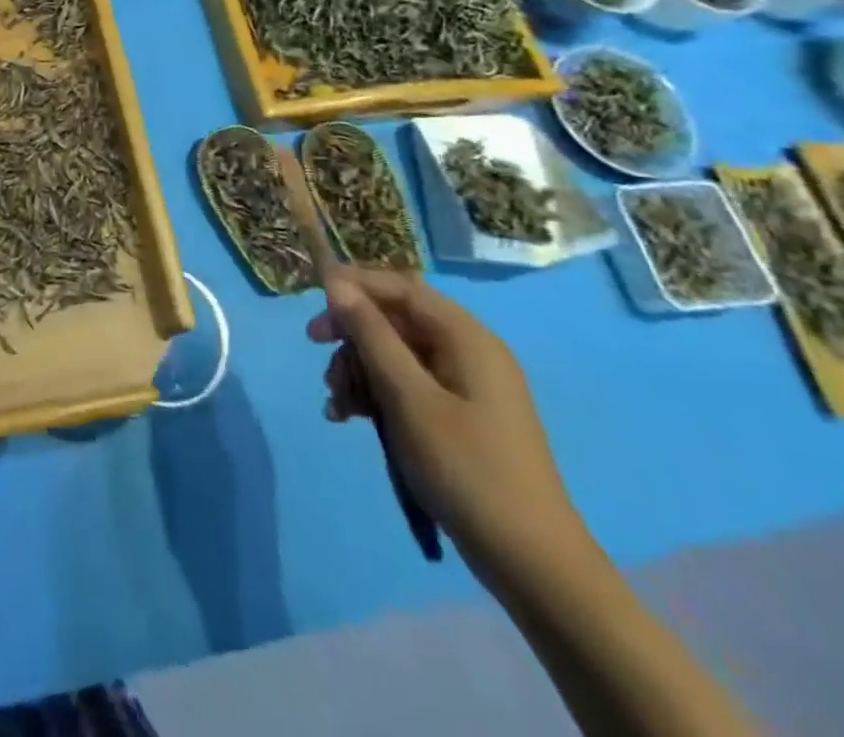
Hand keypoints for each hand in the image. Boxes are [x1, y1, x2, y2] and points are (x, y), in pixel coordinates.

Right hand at [309, 266, 584, 580]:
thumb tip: (335, 281)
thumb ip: (371, 334)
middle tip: (317, 352)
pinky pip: (405, 384)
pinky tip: (349, 417)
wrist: (531, 563)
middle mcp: (467, 351)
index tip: (312, 298)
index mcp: (466, 337)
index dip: (354, 284)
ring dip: (358, 369)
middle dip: (352, 335)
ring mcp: (464, 385)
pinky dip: (375, 394)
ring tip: (336, 403)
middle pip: (394, 318)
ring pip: (394, 353)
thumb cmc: (467, 468)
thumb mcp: (408, 397)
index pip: (400, 286)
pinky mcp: (457, 415)